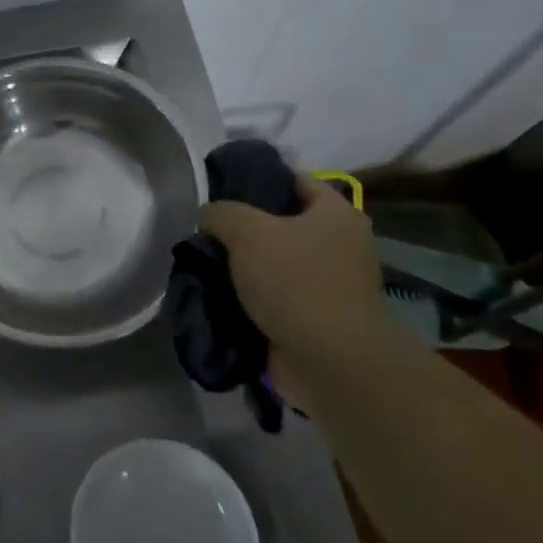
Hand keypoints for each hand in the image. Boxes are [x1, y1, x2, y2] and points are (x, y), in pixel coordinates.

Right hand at [198, 177, 408, 400]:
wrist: (330, 362)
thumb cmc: (296, 282)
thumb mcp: (248, 232)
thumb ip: (221, 213)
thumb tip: (207, 215)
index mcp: (336, 214)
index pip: (296, 181)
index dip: (259, 179)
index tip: (221, 188)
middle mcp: (339, 245)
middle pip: (282, 224)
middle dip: (243, 228)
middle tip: (206, 229)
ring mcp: (328, 285)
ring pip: (274, 263)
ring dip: (243, 267)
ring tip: (203, 262)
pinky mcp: (314, 318)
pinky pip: (274, 297)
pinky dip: (249, 297)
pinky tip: (217, 294)